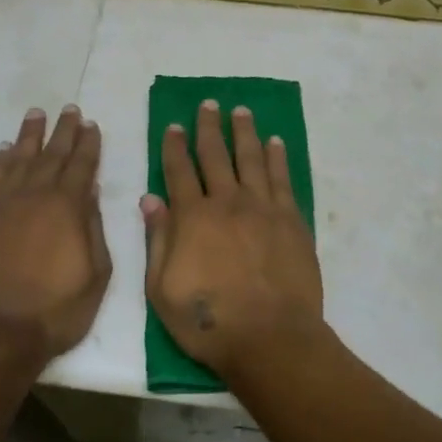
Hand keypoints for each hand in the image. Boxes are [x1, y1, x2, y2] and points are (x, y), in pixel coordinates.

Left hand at [0, 105, 111, 368]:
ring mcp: (4, 206)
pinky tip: (6, 149)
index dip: (88, 143)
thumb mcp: (95, 274)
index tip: (91, 123)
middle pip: (52, 155)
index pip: (81, 165)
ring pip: (20, 159)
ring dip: (30, 136)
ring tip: (36, 114)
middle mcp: (35, 196)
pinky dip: (0, 161)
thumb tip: (89, 191)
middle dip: (63, 131)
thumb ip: (93, 228)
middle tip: (69, 108)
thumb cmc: (55, 310)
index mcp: (67, 208)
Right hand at [142, 100, 324, 381]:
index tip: (173, 125)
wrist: (270, 337)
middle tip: (208, 104)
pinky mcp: (291, 219)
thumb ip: (157, 240)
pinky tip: (275, 142)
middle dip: (209, 127)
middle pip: (215, 155)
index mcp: (192, 217)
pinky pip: (282, 178)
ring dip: (244, 132)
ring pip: (251, 158)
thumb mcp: (162, 289)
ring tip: (241, 111)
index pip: (179, 171)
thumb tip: (150, 199)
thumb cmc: (208, 321)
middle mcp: (227, 202)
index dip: (174, 146)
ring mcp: (262, 208)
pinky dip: (277, 157)